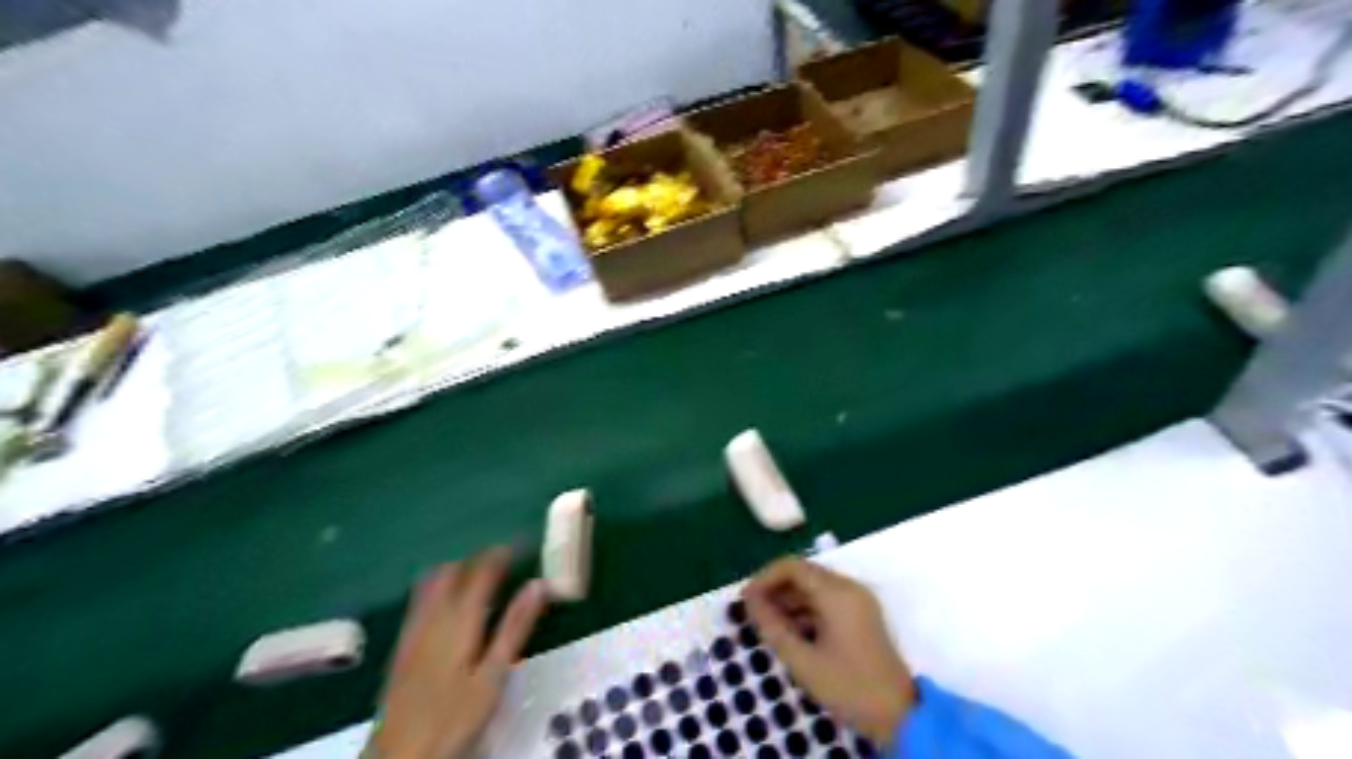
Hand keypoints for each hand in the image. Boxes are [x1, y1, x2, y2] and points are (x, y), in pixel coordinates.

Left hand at [367, 545, 548, 757]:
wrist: (399, 756)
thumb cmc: (454, 716)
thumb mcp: (493, 675)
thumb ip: (515, 627)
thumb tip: (538, 584)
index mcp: (459, 620)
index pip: (482, 572)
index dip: (501, 553)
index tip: (520, 543)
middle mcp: (433, 617)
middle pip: (452, 571)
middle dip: (477, 558)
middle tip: (502, 558)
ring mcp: (413, 631)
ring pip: (432, 583)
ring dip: (456, 569)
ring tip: (478, 572)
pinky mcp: (402, 647)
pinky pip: (419, 601)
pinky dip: (437, 588)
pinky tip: (446, 601)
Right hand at [739, 555, 917, 744]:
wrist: (899, 715)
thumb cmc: (848, 686)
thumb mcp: (802, 660)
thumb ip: (772, 625)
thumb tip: (749, 601)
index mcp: (836, 593)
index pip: (792, 566)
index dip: (764, 578)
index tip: (746, 601)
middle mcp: (849, 587)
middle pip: (803, 573)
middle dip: (775, 588)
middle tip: (753, 613)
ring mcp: (858, 599)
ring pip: (814, 586)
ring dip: (789, 599)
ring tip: (768, 624)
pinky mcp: (862, 614)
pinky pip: (827, 599)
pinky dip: (806, 608)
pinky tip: (791, 631)